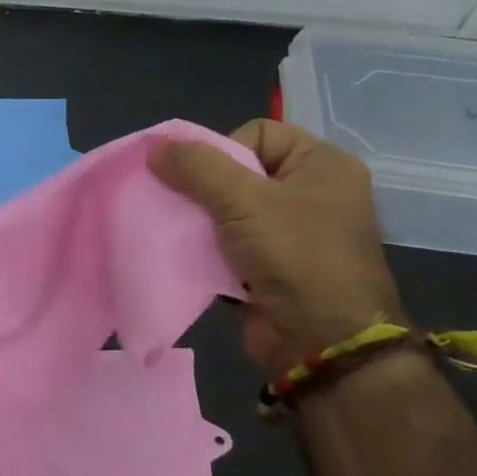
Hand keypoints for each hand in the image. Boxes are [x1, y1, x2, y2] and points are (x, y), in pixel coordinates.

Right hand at [151, 120, 403, 378]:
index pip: (258, 133)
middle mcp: (311, 194)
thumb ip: (197, 168)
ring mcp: (292, 234)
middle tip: (181, 206)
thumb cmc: (295, 257)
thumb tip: (155, 146)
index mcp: (321, 165)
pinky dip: (207, 250)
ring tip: (179, 233)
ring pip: (229, 211)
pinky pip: (229, 245)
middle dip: (203, 189)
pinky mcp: (271, 268)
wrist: (321, 342)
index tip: (202, 180)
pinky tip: (188, 258)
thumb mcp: (244, 201)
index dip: (222, 149)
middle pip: (239, 172)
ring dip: (200, 222)